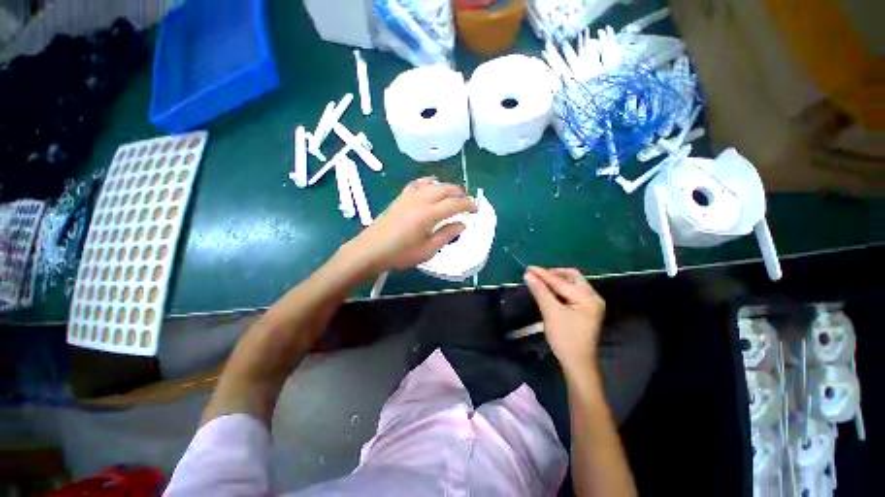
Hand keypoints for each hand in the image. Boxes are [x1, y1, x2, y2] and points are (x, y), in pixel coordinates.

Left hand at [348, 177, 476, 272]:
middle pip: (445, 189)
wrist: (371, 250)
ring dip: (446, 187)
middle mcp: (420, 200)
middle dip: (459, 193)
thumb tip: (461, 224)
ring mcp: (409, 197)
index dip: (468, 205)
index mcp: (428, 214)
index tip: (476, 209)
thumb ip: (446, 235)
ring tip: (453, 194)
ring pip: (432, 184)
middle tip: (467, 201)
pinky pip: (418, 184)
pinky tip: (431, 186)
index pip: (454, 203)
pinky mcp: (400, 198)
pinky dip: (429, 182)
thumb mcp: (428, 250)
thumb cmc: (400, 254)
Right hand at [524, 266, 605, 378]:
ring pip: (572, 284)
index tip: (528, 268)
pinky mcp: (585, 310)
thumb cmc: (565, 338)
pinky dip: (559, 289)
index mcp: (587, 297)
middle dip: (553, 275)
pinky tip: (549, 292)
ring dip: (556, 281)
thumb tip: (528, 275)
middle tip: (537, 276)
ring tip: (540, 282)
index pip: (561, 281)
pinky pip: (572, 292)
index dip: (543, 274)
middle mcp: (593, 297)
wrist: (577, 363)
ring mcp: (591, 304)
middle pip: (572, 277)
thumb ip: (540, 291)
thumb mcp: (551, 312)